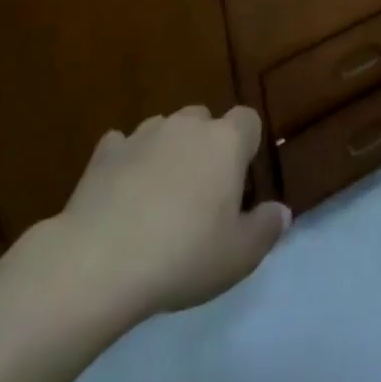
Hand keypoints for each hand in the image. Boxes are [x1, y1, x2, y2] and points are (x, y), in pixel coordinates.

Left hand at [58, 105, 289, 320]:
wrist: (99, 262)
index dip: (247, 145)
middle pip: (204, 119)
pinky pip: (123, 146)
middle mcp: (186, 126)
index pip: (248, 120)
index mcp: (225, 142)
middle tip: (200, 193)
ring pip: (164, 129)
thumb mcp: (238, 256)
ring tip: (159, 195)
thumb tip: (281, 211)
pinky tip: (121, 193)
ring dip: (167, 151)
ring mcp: (142, 134)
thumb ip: (266, 229)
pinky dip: (127, 162)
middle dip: (205, 145)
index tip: (240, 180)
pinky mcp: (104, 152)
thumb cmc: (182, 256)